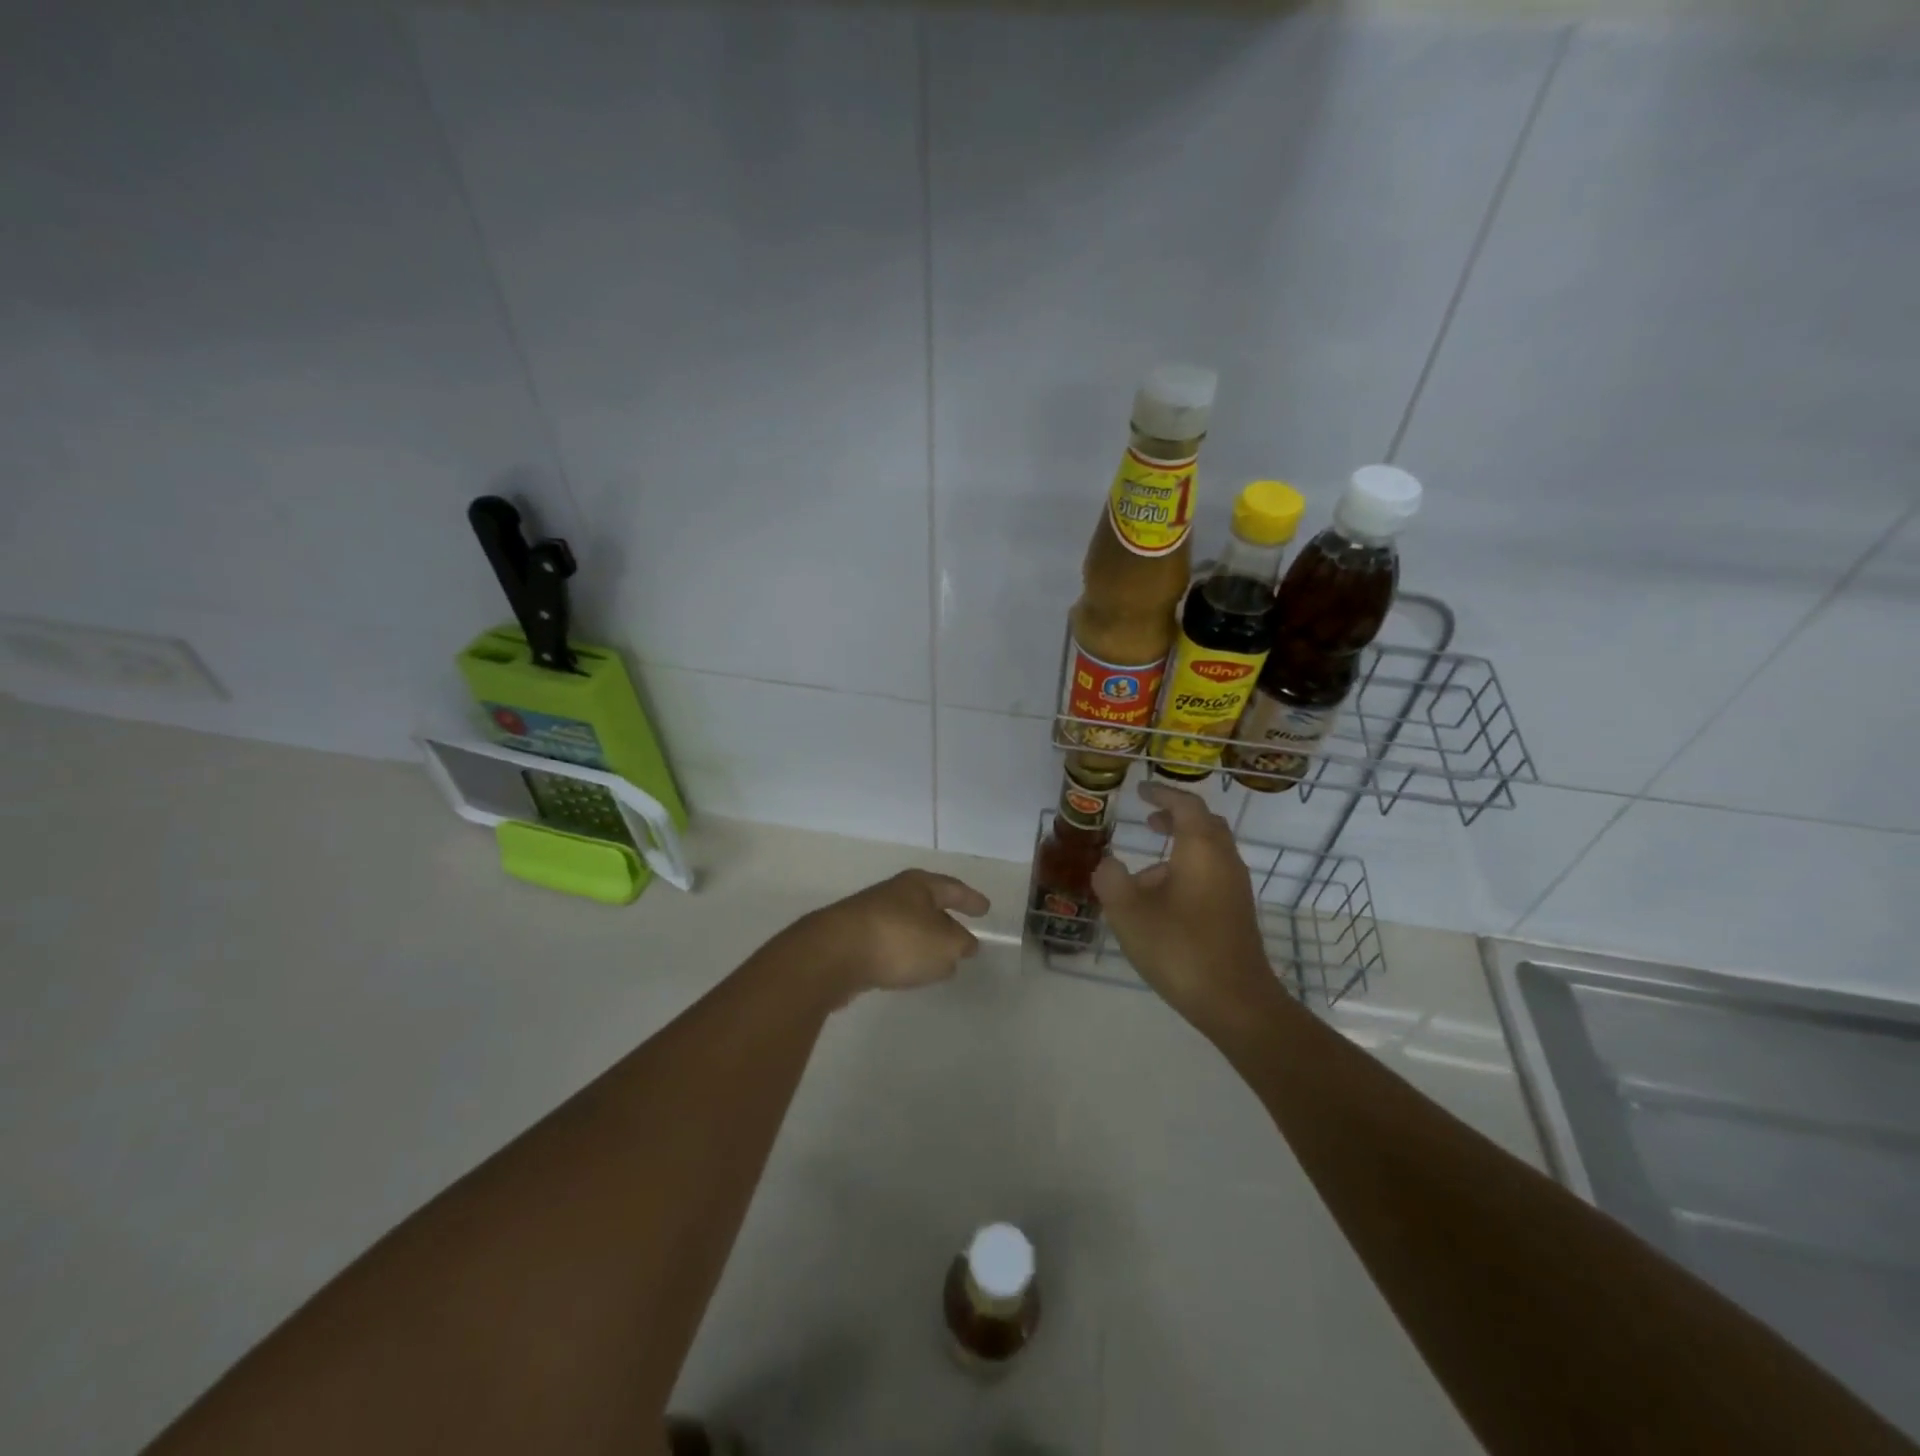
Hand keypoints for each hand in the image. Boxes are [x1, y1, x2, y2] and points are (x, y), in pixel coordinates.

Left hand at [792, 869, 990, 1001]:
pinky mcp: (852, 941)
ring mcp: (869, 916)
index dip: (971, 899)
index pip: (953, 888)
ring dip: (923, 941)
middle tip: (963, 936)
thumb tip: (964, 944)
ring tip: (939, 961)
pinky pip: (889, 945)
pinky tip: (906, 971)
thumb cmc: (898, 940)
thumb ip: (960, 944)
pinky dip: (902, 955)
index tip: (986, 909)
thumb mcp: (944, 945)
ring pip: (907, 926)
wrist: (833, 955)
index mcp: (918, 886)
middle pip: (927, 905)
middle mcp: (894, 894)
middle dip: (945, 921)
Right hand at [1091, 782, 1277, 1031]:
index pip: (1185, 805)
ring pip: (1209, 851)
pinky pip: (1213, 874)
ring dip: (1181, 847)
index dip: (1162, 794)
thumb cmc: (1180, 949)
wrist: (1236, 1002)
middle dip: (1176, 817)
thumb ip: (1111, 880)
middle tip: (1148, 819)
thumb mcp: (1129, 913)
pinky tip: (1163, 901)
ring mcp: (1235, 887)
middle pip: (1204, 824)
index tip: (1141, 790)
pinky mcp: (1237, 911)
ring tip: (1145, 870)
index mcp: (1201, 849)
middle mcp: (1224, 860)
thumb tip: (1108, 864)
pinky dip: (1188, 870)